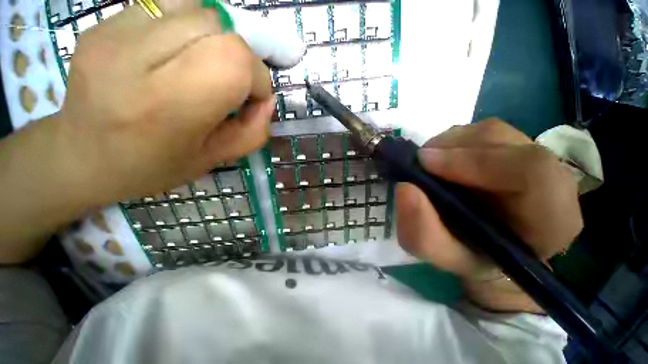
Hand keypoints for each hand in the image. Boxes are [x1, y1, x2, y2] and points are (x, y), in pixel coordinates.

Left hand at [59, 5, 273, 202]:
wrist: (82, 156)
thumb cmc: (154, 166)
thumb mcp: (216, 158)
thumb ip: (254, 131)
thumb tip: (266, 99)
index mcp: (167, 106)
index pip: (233, 60)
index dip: (257, 77)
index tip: (252, 98)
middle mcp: (133, 60)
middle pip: (217, 25)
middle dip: (240, 56)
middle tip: (230, 83)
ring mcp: (111, 33)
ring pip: (195, 7)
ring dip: (215, 37)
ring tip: (204, 64)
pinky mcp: (102, 23)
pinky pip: (166, 5)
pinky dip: (188, 25)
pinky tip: (177, 51)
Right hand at [396, 119, 582, 312]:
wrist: (485, 246)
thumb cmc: (467, 255)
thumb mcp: (439, 253)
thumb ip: (422, 231)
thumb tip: (405, 188)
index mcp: (551, 218)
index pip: (531, 171)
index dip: (474, 160)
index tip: (424, 163)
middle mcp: (552, 179)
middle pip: (504, 141)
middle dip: (451, 148)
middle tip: (417, 163)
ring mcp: (532, 157)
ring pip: (489, 132)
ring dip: (448, 144)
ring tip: (426, 164)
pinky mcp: (513, 148)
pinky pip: (480, 132)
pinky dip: (451, 142)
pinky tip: (439, 160)